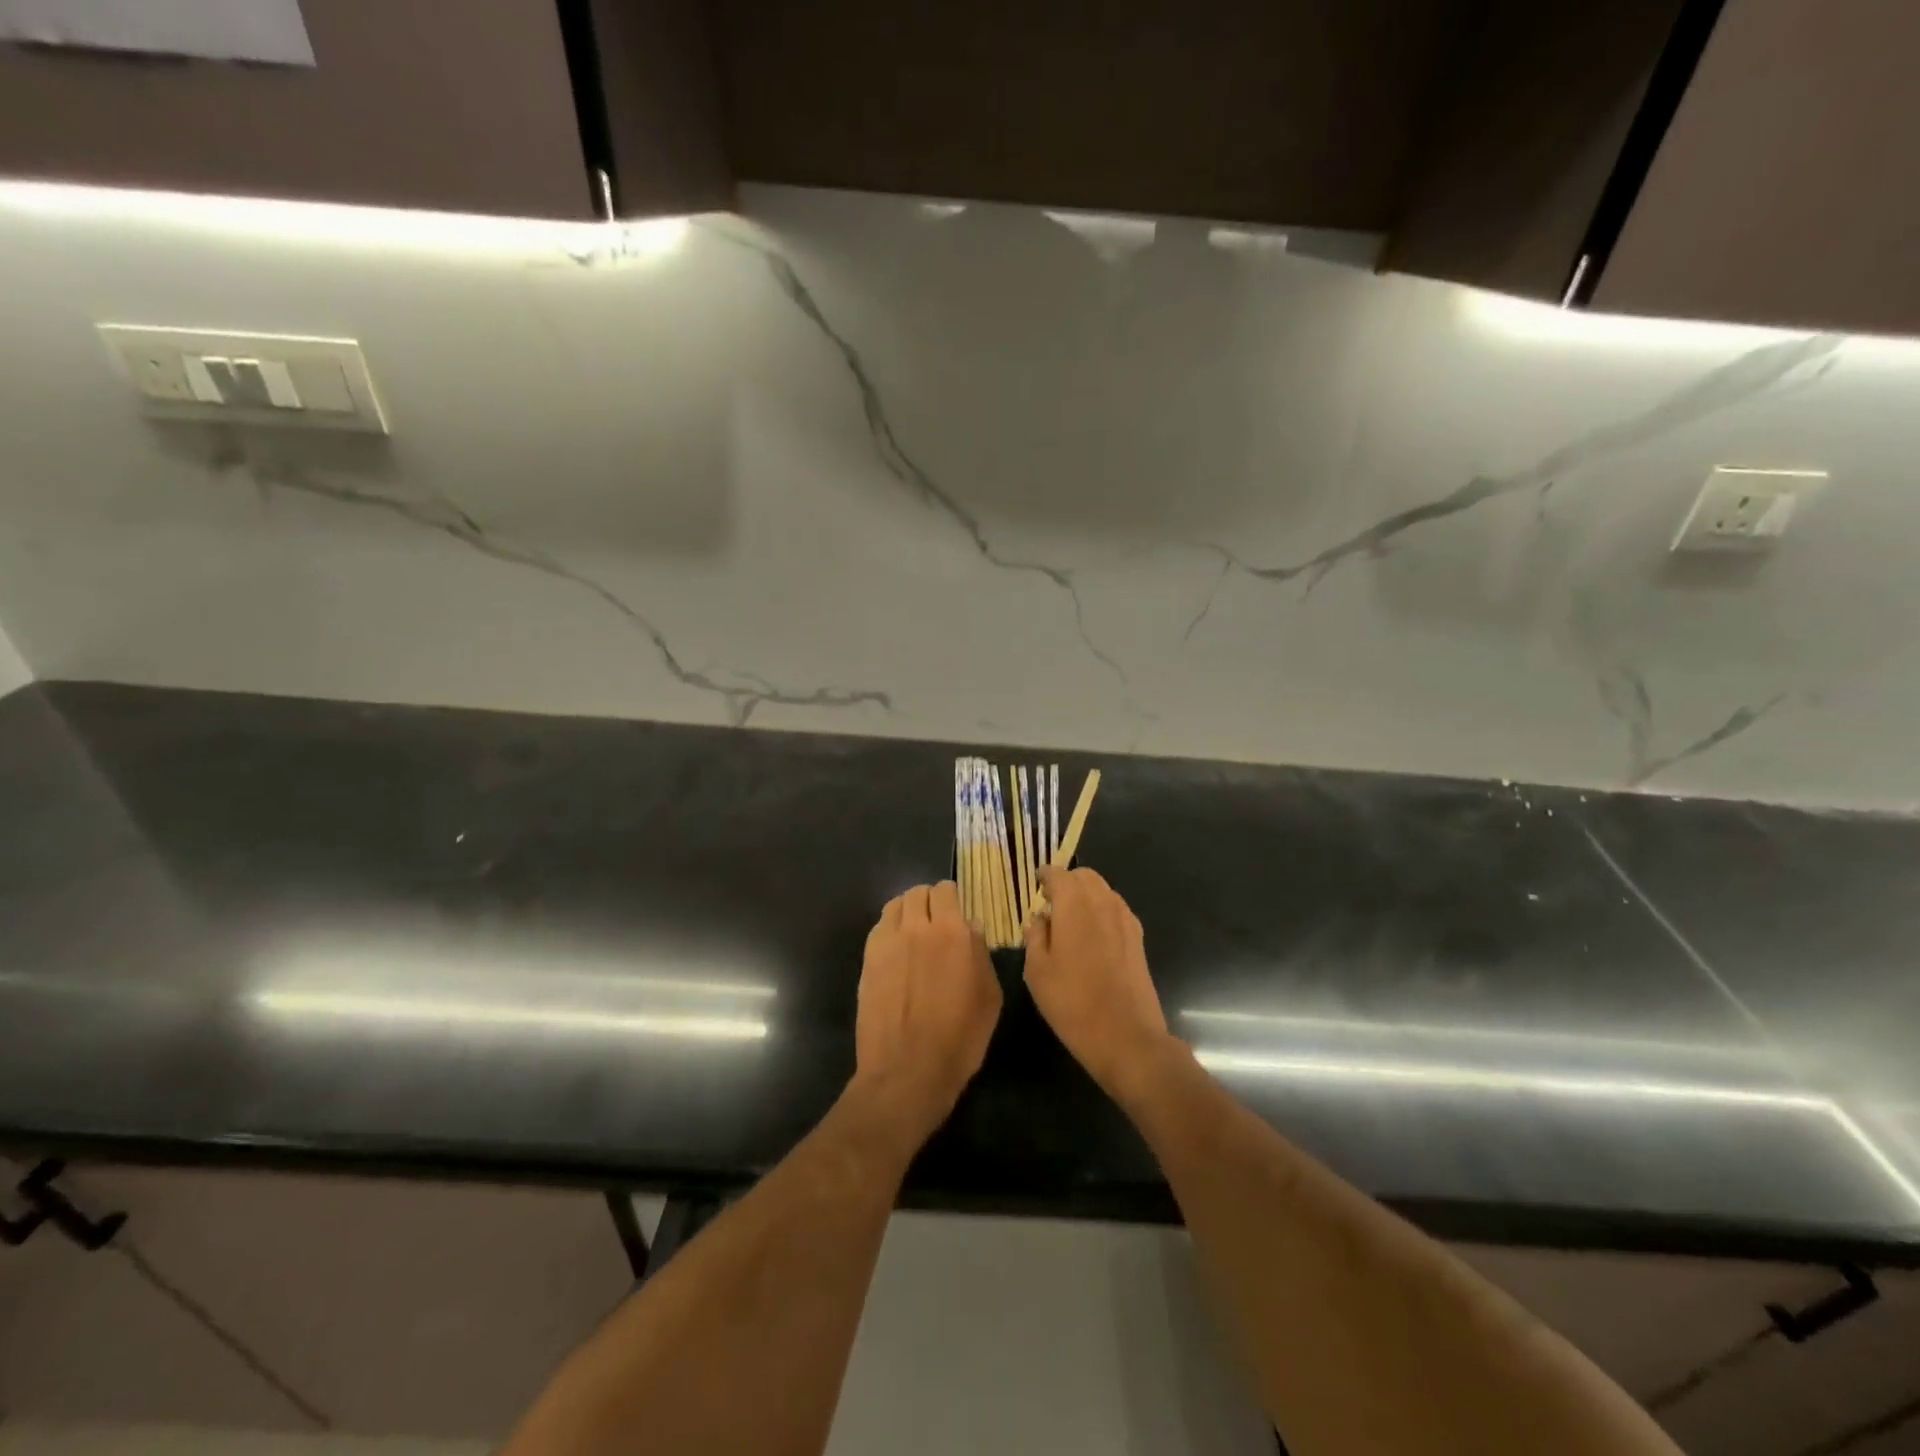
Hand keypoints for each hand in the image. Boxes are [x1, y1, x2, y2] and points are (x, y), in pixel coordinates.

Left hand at [851, 882, 1001, 1150]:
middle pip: (918, 892)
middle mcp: (918, 927)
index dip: (952, 898)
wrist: (907, 1070)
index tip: (957, 912)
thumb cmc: (959, 1038)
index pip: (947, 890)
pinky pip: (880, 927)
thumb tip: (971, 929)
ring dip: (908, 911)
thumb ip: (980, 954)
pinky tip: (897, 951)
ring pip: (896, 905)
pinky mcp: (868, 959)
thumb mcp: (989, 997)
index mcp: (953, 932)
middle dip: (930, 901)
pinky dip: (890, 929)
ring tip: (914, 932)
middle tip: (937, 921)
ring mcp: (888, 942)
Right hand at [1025, 867, 1174, 1099]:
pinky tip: (1092, 939)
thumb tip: (1039, 918)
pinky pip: (1116, 910)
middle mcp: (1104, 902)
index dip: (1045, 877)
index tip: (1035, 887)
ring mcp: (1126, 919)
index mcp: (1075, 904)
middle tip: (1050, 904)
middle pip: (1085, 876)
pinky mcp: (1138, 938)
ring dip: (1086, 896)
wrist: (1126, 1037)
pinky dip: (1101, 911)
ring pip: (1103, 890)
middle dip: (1067, 882)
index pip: (1058, 874)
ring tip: (1070, 922)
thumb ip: (1035, 936)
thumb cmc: (1073, 1003)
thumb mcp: (1037, 971)